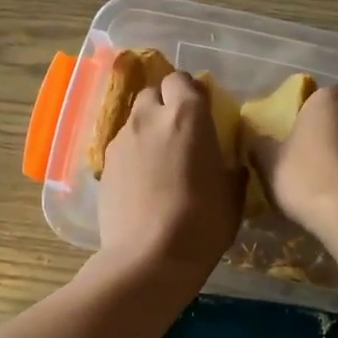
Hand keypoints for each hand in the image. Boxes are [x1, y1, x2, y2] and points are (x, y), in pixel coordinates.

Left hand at [96, 72, 244, 286]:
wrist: (149, 257)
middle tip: (180, 133)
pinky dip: (133, 155)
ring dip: (148, 130)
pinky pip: (121, 148)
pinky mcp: (104, 166)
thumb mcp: (233, 194)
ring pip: (135, 120)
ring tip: (160, 160)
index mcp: (187, 115)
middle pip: (153, 94)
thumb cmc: (202, 222)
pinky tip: (142, 182)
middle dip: (165, 105)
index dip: (190, 93)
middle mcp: (149, 118)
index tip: (201, 112)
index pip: (181, 80)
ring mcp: (121, 141)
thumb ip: (230, 166)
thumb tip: (228, 162)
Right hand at [246, 86, 337, 234]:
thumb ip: (260, 144)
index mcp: (330, 99)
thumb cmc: (305, 177)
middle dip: (328, 137)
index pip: (313, 101)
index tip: (291, 144)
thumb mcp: (268, 161)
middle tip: (309, 164)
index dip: (301, 122)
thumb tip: (255, 139)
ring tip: (330, 186)